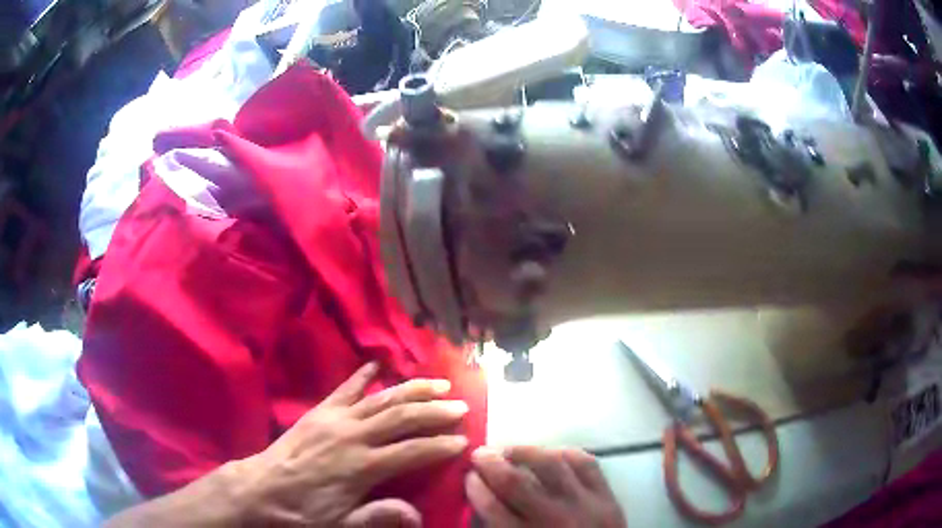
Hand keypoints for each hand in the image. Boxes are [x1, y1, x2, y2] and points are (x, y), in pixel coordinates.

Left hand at [233, 362, 469, 526]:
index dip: (441, 446)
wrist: (259, 489)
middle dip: (435, 412)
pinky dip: (364, 376)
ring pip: (381, 398)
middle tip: (462, 407)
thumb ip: (377, 518)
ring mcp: (334, 419)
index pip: (412, 452)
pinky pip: (345, 388)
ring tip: (438, 384)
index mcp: (359, 467)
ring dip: (412, 389)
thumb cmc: (302, 512)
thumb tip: (418, 515)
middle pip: (401, 418)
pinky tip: (378, 365)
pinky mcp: (319, 411)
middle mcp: (351, 435)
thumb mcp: (340, 526)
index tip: (464, 440)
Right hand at [466, 446, 626, 527]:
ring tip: (509, 449)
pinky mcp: (608, 496)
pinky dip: (564, 453)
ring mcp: (585, 505)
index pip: (492, 508)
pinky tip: (549, 453)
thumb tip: (481, 501)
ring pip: (552, 465)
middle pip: (517, 483)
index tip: (468, 476)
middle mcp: (555, 520)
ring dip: (524, 451)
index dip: (475, 488)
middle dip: (491, 464)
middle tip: (479, 453)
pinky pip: (585, 463)